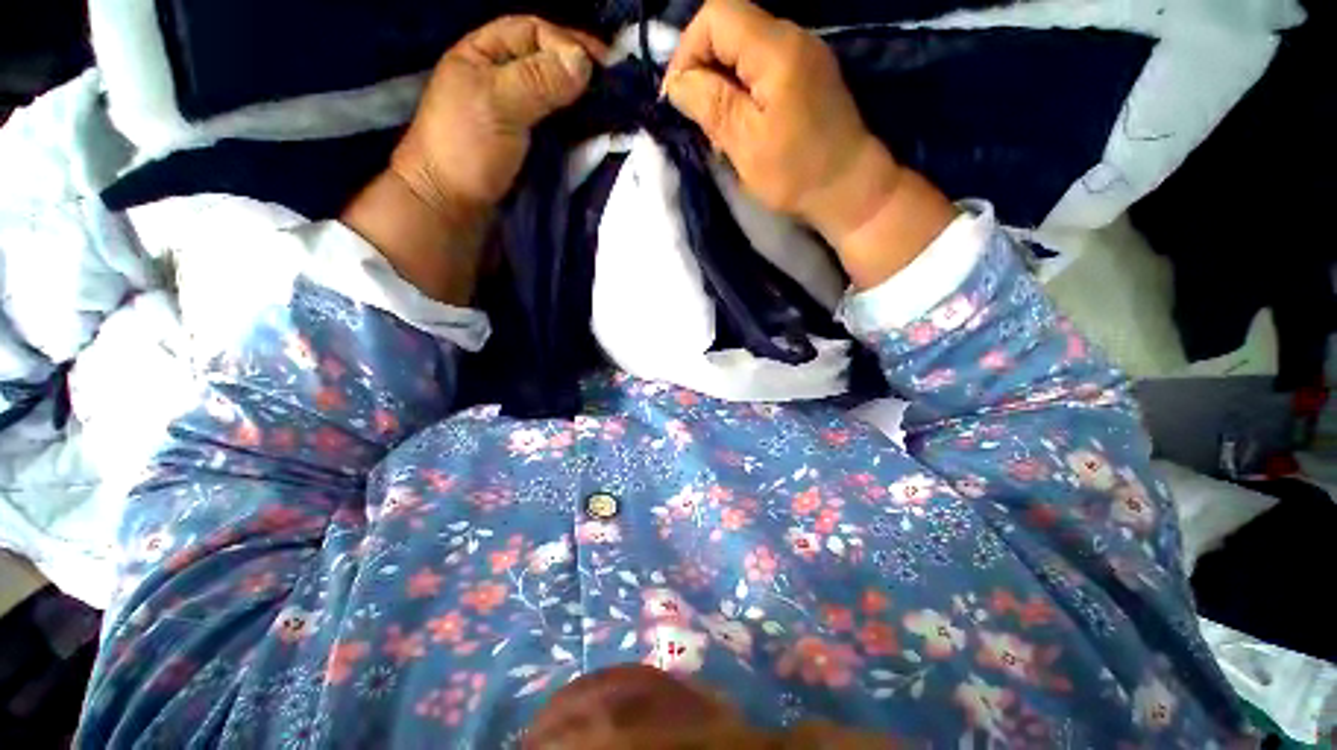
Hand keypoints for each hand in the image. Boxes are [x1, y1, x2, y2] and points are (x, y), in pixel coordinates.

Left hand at [393, 16, 607, 214]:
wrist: (454, 204)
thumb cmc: (466, 147)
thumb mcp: (498, 103)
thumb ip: (539, 80)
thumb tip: (584, 61)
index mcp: (484, 54)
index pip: (533, 31)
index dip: (567, 41)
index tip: (602, 63)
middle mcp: (505, 79)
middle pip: (550, 63)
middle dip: (582, 72)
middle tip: (616, 87)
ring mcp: (521, 115)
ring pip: (559, 97)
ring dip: (586, 101)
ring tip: (615, 109)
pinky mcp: (533, 145)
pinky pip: (562, 128)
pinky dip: (582, 128)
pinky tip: (600, 131)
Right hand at [664, 0, 953, 287]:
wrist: (849, 189)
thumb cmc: (797, 173)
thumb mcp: (746, 144)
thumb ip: (711, 104)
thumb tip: (676, 83)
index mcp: (777, 49)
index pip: (716, 15)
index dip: (687, 50)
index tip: (678, 97)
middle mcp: (793, 37)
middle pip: (730, 26)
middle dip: (703, 67)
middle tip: (696, 115)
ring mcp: (804, 54)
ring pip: (744, 47)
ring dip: (721, 80)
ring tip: (716, 124)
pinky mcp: (807, 73)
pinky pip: (762, 65)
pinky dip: (742, 87)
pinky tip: (740, 121)